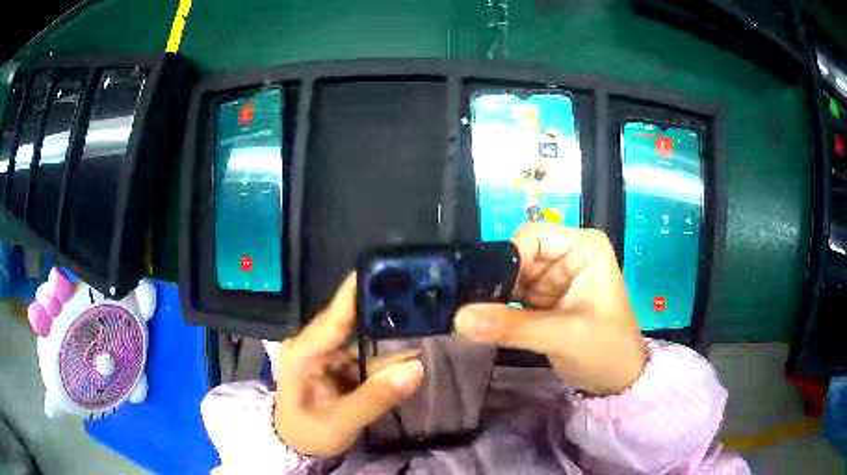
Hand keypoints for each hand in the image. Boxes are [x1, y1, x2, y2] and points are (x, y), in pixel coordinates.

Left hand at [273, 275, 424, 456]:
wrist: (298, 447)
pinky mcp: (343, 366)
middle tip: (423, 297)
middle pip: (356, 322)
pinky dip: (391, 359)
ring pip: (368, 341)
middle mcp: (317, 344)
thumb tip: (417, 368)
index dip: (359, 290)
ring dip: (395, 339)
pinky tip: (416, 353)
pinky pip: (371, 357)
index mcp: (304, 351)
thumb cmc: (307, 434)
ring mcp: (331, 354)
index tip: (388, 267)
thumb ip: (375, 398)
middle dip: (387, 313)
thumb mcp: (338, 423)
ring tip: (429, 324)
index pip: (334, 314)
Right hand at [454, 224, 646, 394]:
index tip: (481, 293)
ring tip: (471, 318)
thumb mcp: (562, 336)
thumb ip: (512, 326)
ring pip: (510, 278)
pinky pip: (512, 298)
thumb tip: (459, 318)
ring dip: (493, 299)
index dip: (505, 262)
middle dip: (495, 283)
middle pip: (516, 257)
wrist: (618, 381)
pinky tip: (482, 323)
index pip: (530, 238)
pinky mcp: (545, 299)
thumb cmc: (605, 350)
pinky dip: (498, 311)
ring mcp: (554, 278)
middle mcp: (566, 255)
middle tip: (469, 309)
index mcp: (582, 247)